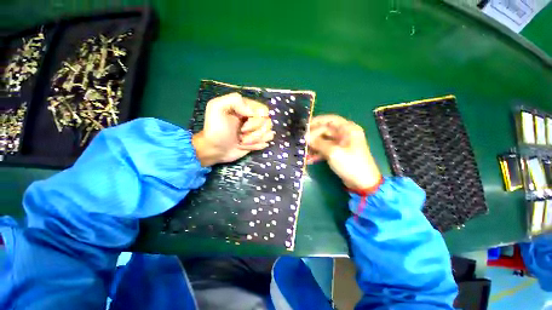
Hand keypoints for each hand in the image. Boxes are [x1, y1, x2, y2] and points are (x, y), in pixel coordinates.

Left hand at [192, 93, 273, 166]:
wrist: (214, 150)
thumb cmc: (215, 129)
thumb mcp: (216, 107)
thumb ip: (235, 100)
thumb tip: (254, 112)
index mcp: (246, 107)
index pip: (264, 110)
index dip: (256, 119)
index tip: (243, 124)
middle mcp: (253, 118)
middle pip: (268, 123)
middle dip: (254, 131)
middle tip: (241, 134)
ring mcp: (256, 131)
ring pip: (269, 133)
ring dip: (255, 139)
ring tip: (242, 141)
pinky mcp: (257, 141)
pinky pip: (266, 142)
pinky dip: (256, 146)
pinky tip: (245, 146)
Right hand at [306, 115, 381, 189]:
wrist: (362, 183)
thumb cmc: (351, 164)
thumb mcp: (333, 152)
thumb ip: (318, 143)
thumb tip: (305, 137)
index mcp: (348, 129)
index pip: (330, 119)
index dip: (316, 121)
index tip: (304, 126)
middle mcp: (345, 134)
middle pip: (325, 130)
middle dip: (313, 135)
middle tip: (301, 140)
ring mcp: (341, 144)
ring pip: (324, 140)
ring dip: (314, 145)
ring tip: (303, 149)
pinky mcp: (338, 153)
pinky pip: (325, 149)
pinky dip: (317, 153)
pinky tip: (309, 158)